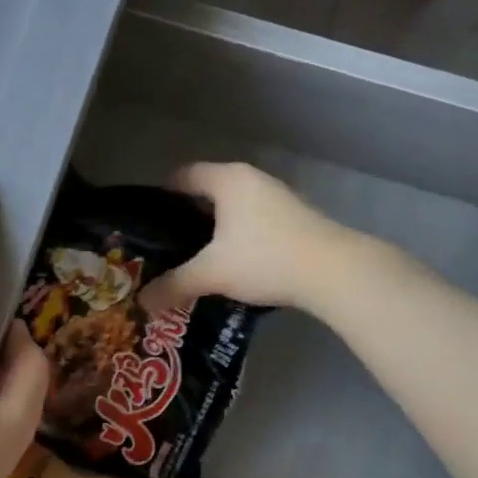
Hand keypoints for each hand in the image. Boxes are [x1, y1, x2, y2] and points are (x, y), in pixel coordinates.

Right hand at [140, 162, 348, 313]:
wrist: (335, 271)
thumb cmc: (265, 258)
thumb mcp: (212, 273)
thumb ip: (174, 285)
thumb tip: (142, 302)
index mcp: (227, 179)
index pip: (184, 175)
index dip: (162, 196)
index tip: (149, 222)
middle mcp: (252, 179)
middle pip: (209, 190)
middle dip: (188, 216)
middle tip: (170, 245)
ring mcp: (279, 196)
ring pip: (235, 207)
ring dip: (217, 228)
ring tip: (200, 258)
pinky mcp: (298, 217)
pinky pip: (256, 219)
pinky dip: (241, 235)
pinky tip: (238, 264)